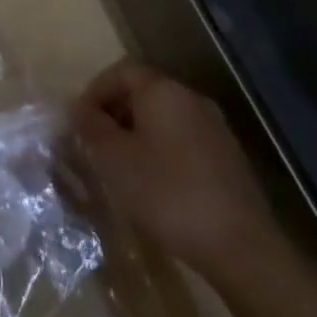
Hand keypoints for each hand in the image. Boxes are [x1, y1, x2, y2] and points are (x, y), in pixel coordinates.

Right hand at [72, 58, 277, 270]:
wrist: (238, 245)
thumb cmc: (165, 192)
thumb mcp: (113, 158)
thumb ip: (91, 126)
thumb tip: (78, 107)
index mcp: (163, 91)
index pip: (121, 71)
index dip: (94, 90)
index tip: (78, 121)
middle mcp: (191, 100)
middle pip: (144, 91)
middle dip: (114, 112)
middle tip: (94, 143)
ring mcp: (214, 128)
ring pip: (163, 117)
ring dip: (136, 133)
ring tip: (119, 165)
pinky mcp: (227, 157)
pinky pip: (182, 139)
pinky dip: (160, 149)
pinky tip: (152, 182)